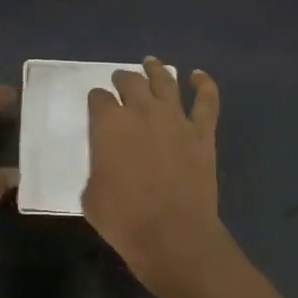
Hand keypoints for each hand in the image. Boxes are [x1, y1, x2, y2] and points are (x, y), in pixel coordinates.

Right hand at [83, 57, 228, 297]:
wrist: (172, 234)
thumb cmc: (124, 219)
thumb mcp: (91, 195)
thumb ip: (98, 168)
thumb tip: (107, 165)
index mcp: (109, 125)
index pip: (99, 99)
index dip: (96, 99)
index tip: (96, 103)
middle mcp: (142, 112)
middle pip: (131, 82)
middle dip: (122, 79)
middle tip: (120, 80)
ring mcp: (176, 119)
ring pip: (166, 82)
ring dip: (156, 70)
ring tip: (151, 63)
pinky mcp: (202, 133)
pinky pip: (206, 101)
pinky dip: (204, 84)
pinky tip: (198, 76)